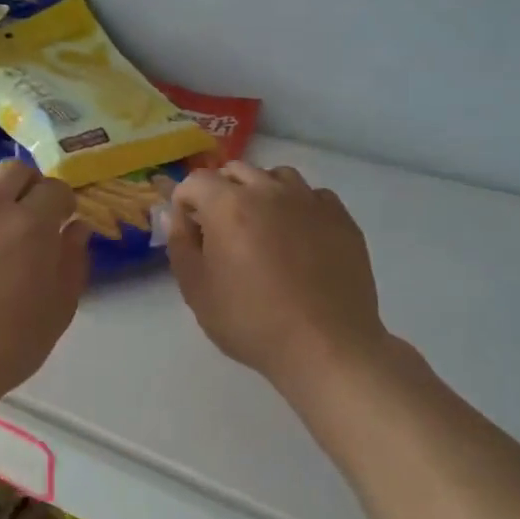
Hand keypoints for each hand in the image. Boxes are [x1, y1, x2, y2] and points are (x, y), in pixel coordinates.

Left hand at [0, 161, 88, 409]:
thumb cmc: (3, 350)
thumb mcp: (57, 313)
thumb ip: (72, 263)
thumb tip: (76, 228)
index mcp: (29, 226)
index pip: (55, 189)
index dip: (63, 202)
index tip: (61, 219)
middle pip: (13, 170)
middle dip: (28, 186)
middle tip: (27, 212)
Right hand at [167, 163, 392, 396]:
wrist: (325, 347)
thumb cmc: (251, 321)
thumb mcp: (196, 290)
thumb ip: (180, 245)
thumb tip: (178, 216)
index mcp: (228, 205)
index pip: (195, 180)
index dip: (184, 201)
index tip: (188, 228)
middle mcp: (269, 191)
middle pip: (236, 171)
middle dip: (220, 192)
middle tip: (221, 229)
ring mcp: (309, 201)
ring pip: (277, 177)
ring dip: (260, 192)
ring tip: (261, 226)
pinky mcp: (341, 218)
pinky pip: (312, 196)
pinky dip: (298, 206)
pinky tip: (298, 236)